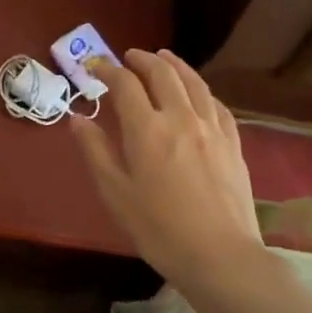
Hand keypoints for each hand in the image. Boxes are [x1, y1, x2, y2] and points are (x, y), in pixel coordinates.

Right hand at [70, 49, 264, 288]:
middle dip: (142, 60)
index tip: (94, 68)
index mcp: (147, 129)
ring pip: (194, 83)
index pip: (125, 84)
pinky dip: (202, 91)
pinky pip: (217, 105)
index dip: (107, 70)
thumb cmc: (158, 228)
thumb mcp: (115, 192)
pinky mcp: (233, 144)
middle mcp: (181, 118)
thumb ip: (95, 150)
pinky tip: (198, 94)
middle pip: (163, 74)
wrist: (219, 255)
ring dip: (175, 65)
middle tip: (128, 57)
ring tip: (163, 57)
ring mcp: (212, 129)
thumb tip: (77, 118)